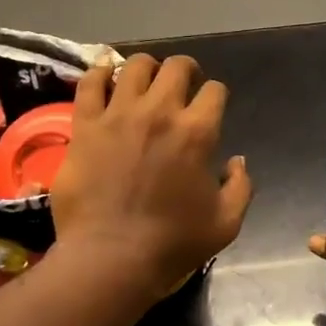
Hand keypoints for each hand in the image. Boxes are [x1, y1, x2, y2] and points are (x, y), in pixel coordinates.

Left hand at [53, 54, 252, 304]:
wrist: (111, 259)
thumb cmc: (172, 244)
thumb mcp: (226, 223)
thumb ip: (241, 186)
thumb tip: (237, 161)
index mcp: (197, 132)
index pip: (215, 91)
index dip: (216, 96)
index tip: (211, 107)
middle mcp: (159, 112)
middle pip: (176, 67)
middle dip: (186, 71)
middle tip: (182, 85)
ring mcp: (118, 115)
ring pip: (135, 66)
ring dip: (147, 68)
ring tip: (146, 80)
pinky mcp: (85, 126)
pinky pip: (90, 84)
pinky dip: (100, 72)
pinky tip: (106, 73)